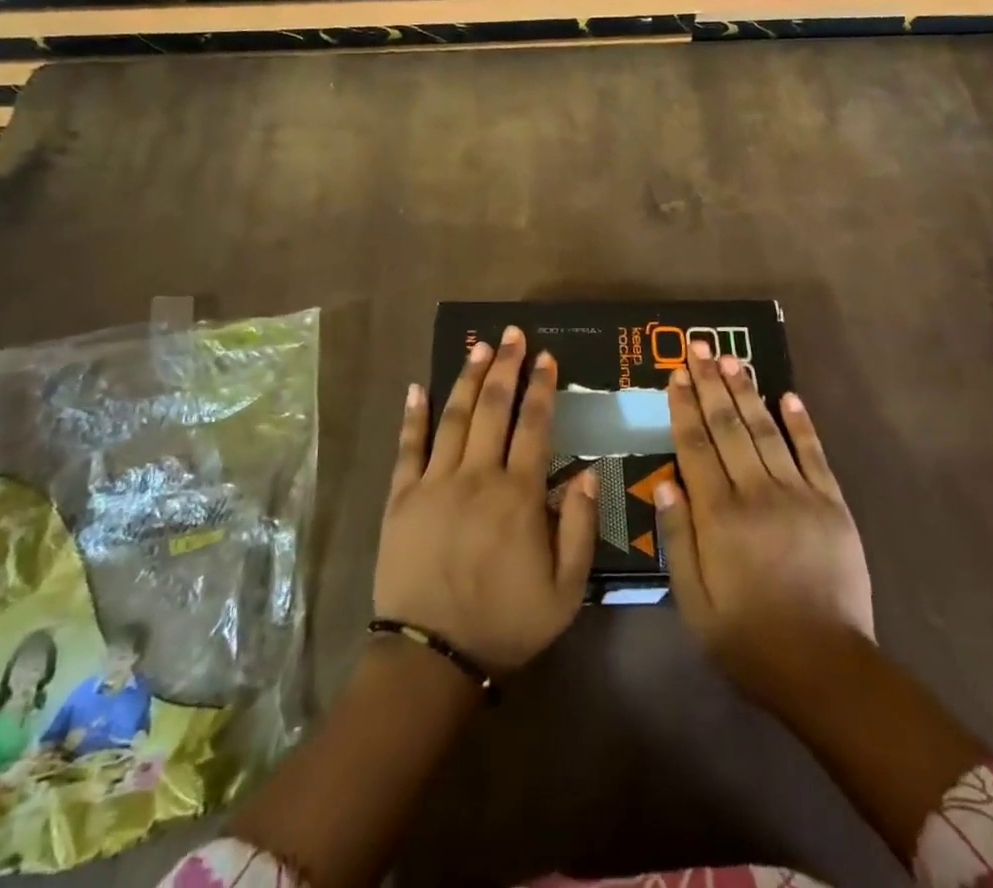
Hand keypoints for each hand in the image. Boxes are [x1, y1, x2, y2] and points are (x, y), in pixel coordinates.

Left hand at [374, 326, 598, 672]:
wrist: (432, 659)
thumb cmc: (505, 624)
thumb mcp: (564, 591)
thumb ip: (580, 529)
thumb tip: (590, 474)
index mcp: (519, 495)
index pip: (535, 426)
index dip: (542, 388)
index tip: (547, 357)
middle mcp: (477, 476)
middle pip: (493, 408)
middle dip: (505, 367)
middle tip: (512, 334)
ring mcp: (435, 483)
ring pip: (454, 417)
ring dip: (467, 378)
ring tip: (478, 346)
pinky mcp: (402, 498)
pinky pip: (408, 447)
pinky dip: (413, 416)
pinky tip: (416, 387)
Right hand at [656, 341, 875, 699]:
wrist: (828, 670)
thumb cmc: (750, 641)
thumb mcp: (695, 604)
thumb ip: (678, 541)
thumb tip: (666, 484)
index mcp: (720, 517)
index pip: (696, 447)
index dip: (684, 407)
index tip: (676, 374)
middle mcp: (757, 494)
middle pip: (729, 427)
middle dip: (711, 384)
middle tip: (699, 347)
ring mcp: (799, 495)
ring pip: (766, 431)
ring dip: (747, 391)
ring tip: (731, 359)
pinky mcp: (832, 505)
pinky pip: (814, 454)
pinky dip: (801, 423)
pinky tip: (788, 395)